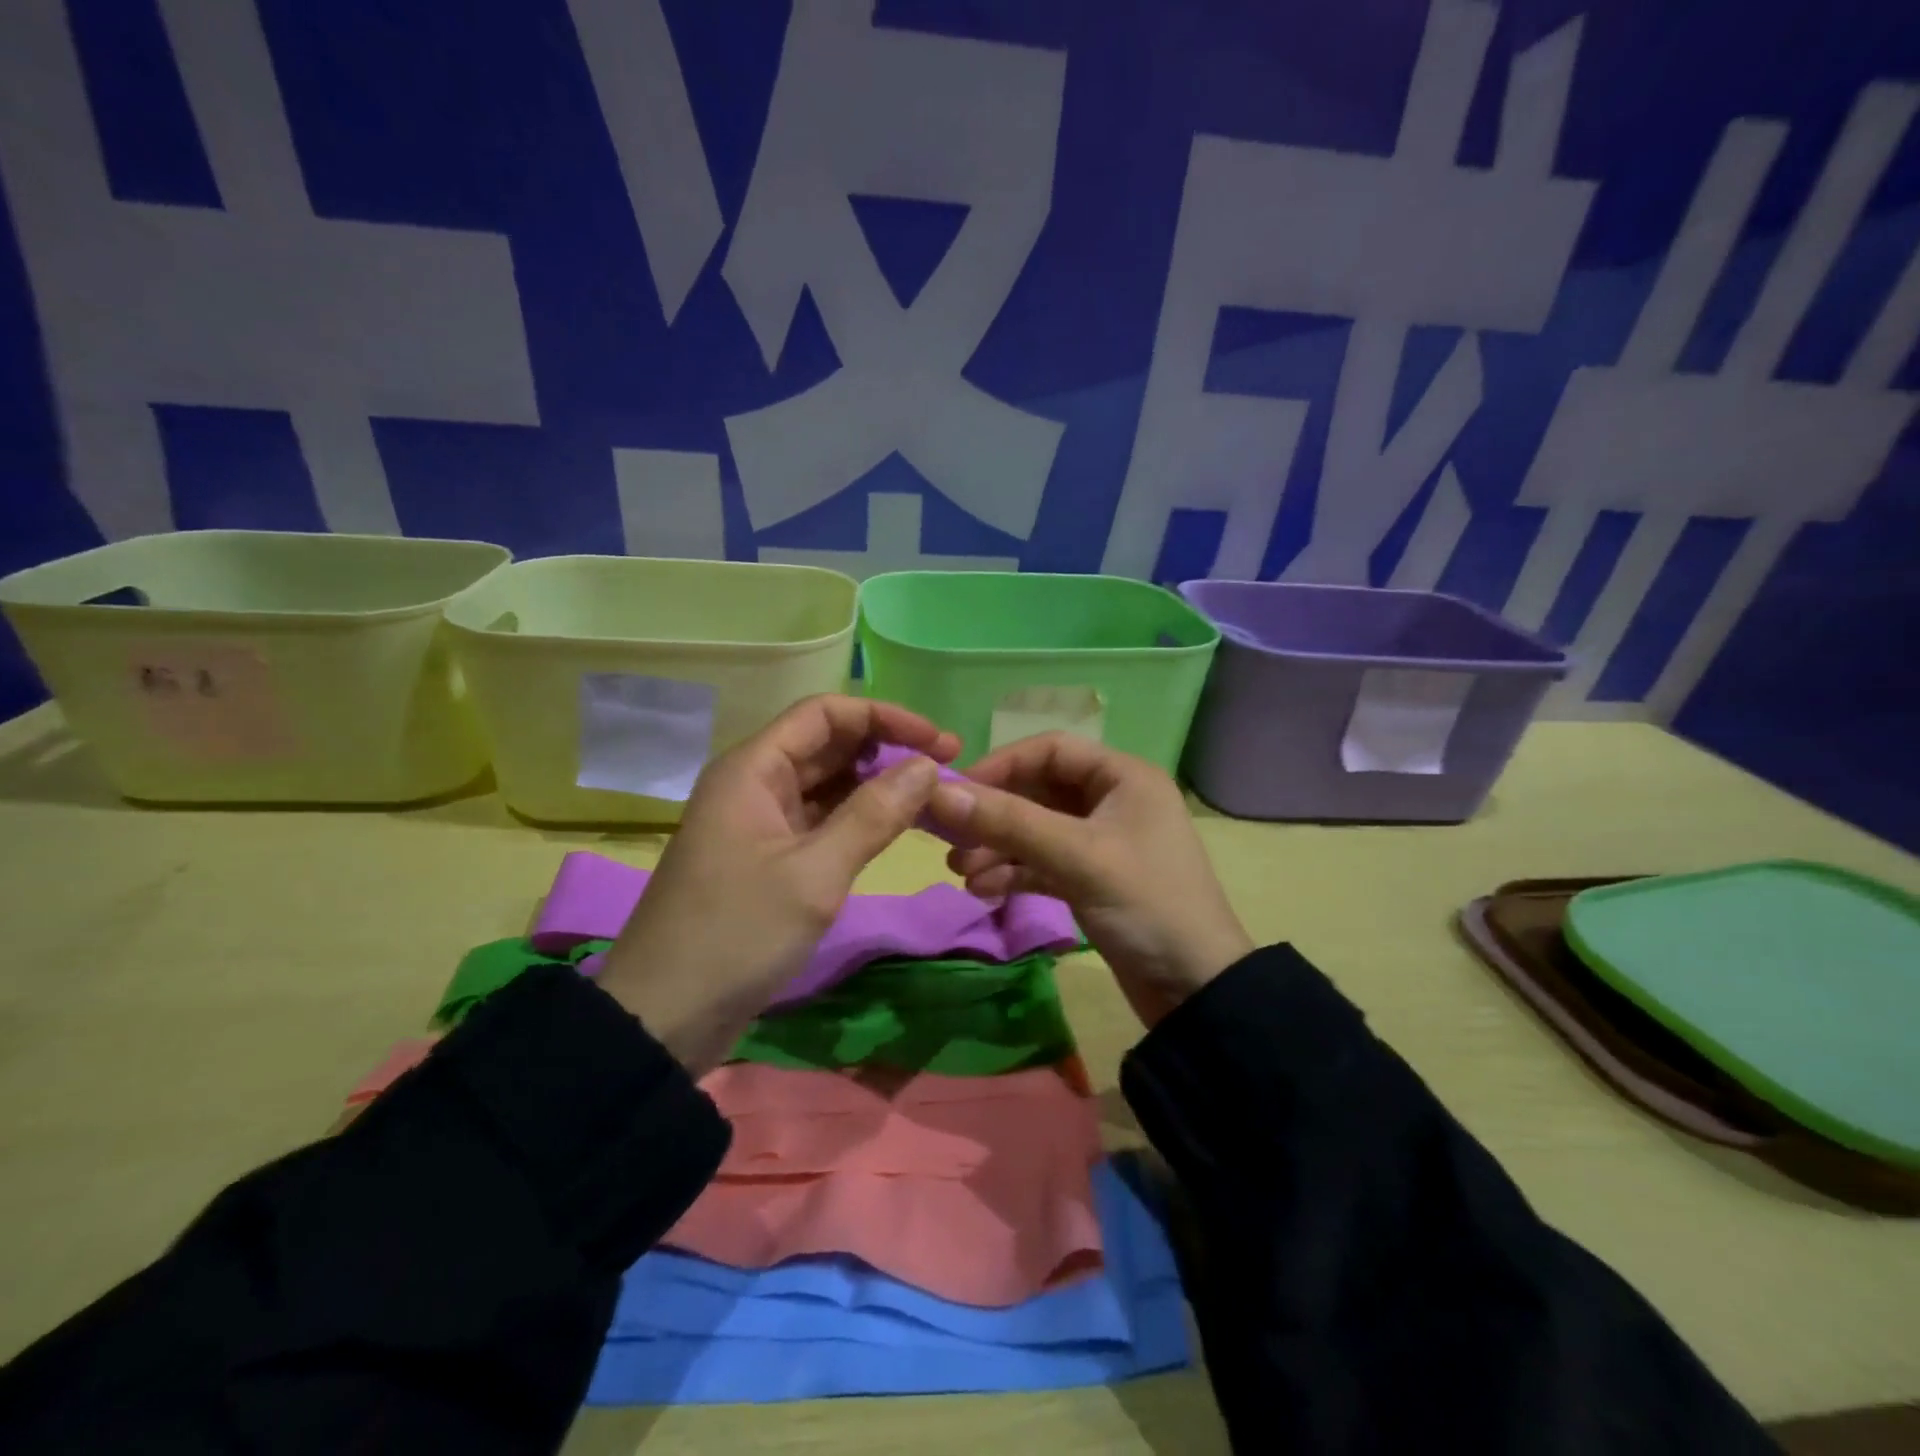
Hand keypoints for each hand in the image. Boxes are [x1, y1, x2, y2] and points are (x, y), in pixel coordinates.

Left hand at [595, 695, 958, 1073]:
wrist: (663, 1017)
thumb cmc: (736, 935)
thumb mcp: (814, 874)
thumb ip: (874, 815)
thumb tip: (928, 766)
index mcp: (753, 769)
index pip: (825, 713)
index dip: (885, 718)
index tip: (940, 742)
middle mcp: (755, 783)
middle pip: (828, 744)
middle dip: (887, 750)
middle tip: (948, 769)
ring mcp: (759, 822)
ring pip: (827, 784)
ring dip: (876, 785)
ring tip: (931, 798)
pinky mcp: (767, 857)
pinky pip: (820, 820)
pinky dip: (858, 819)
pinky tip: (895, 828)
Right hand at [925, 734, 1251, 1027]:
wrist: (1196, 990)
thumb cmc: (1146, 905)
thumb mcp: (1078, 857)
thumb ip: (1009, 822)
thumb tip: (939, 793)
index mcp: (1123, 777)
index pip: (1050, 749)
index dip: (1001, 765)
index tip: (956, 793)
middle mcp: (1111, 800)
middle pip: (1037, 790)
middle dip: (994, 815)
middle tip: (950, 840)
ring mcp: (1100, 842)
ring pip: (1035, 830)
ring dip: (997, 847)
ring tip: (962, 874)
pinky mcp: (1090, 879)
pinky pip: (1042, 862)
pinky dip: (1013, 872)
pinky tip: (984, 890)